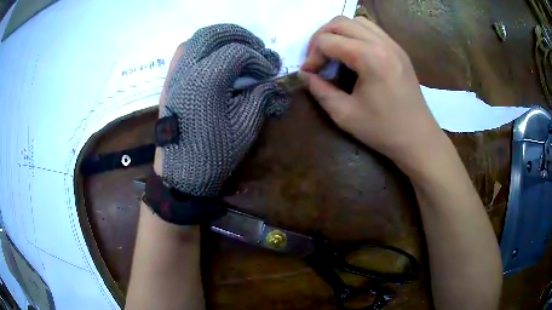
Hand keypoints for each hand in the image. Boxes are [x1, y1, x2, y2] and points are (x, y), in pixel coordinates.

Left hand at [156, 24, 286, 196]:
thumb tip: (272, 79)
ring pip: (194, 40)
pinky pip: (183, 54)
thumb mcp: (245, 126)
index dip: (258, 58)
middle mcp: (187, 72)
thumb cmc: (214, 153)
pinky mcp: (169, 84)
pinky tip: (214, 58)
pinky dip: (201, 48)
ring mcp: (174, 77)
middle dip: (239, 35)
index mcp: (206, 82)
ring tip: (236, 47)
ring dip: (219, 38)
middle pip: (212, 35)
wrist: (182, 173)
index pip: (236, 52)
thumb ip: (261, 96)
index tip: (269, 71)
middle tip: (256, 46)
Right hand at [300, 16, 445, 172]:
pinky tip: (353, 53)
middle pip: (339, 22)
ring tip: (333, 52)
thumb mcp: (344, 115)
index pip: (327, 41)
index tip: (309, 74)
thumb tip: (304, 74)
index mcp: (370, 57)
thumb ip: (319, 90)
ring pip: (356, 21)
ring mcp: (393, 44)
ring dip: (338, 32)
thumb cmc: (383, 130)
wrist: (418, 138)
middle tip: (316, 59)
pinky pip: (371, 29)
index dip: (312, 56)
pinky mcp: (398, 49)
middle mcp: (382, 43)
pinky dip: (355, 34)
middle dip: (321, 37)